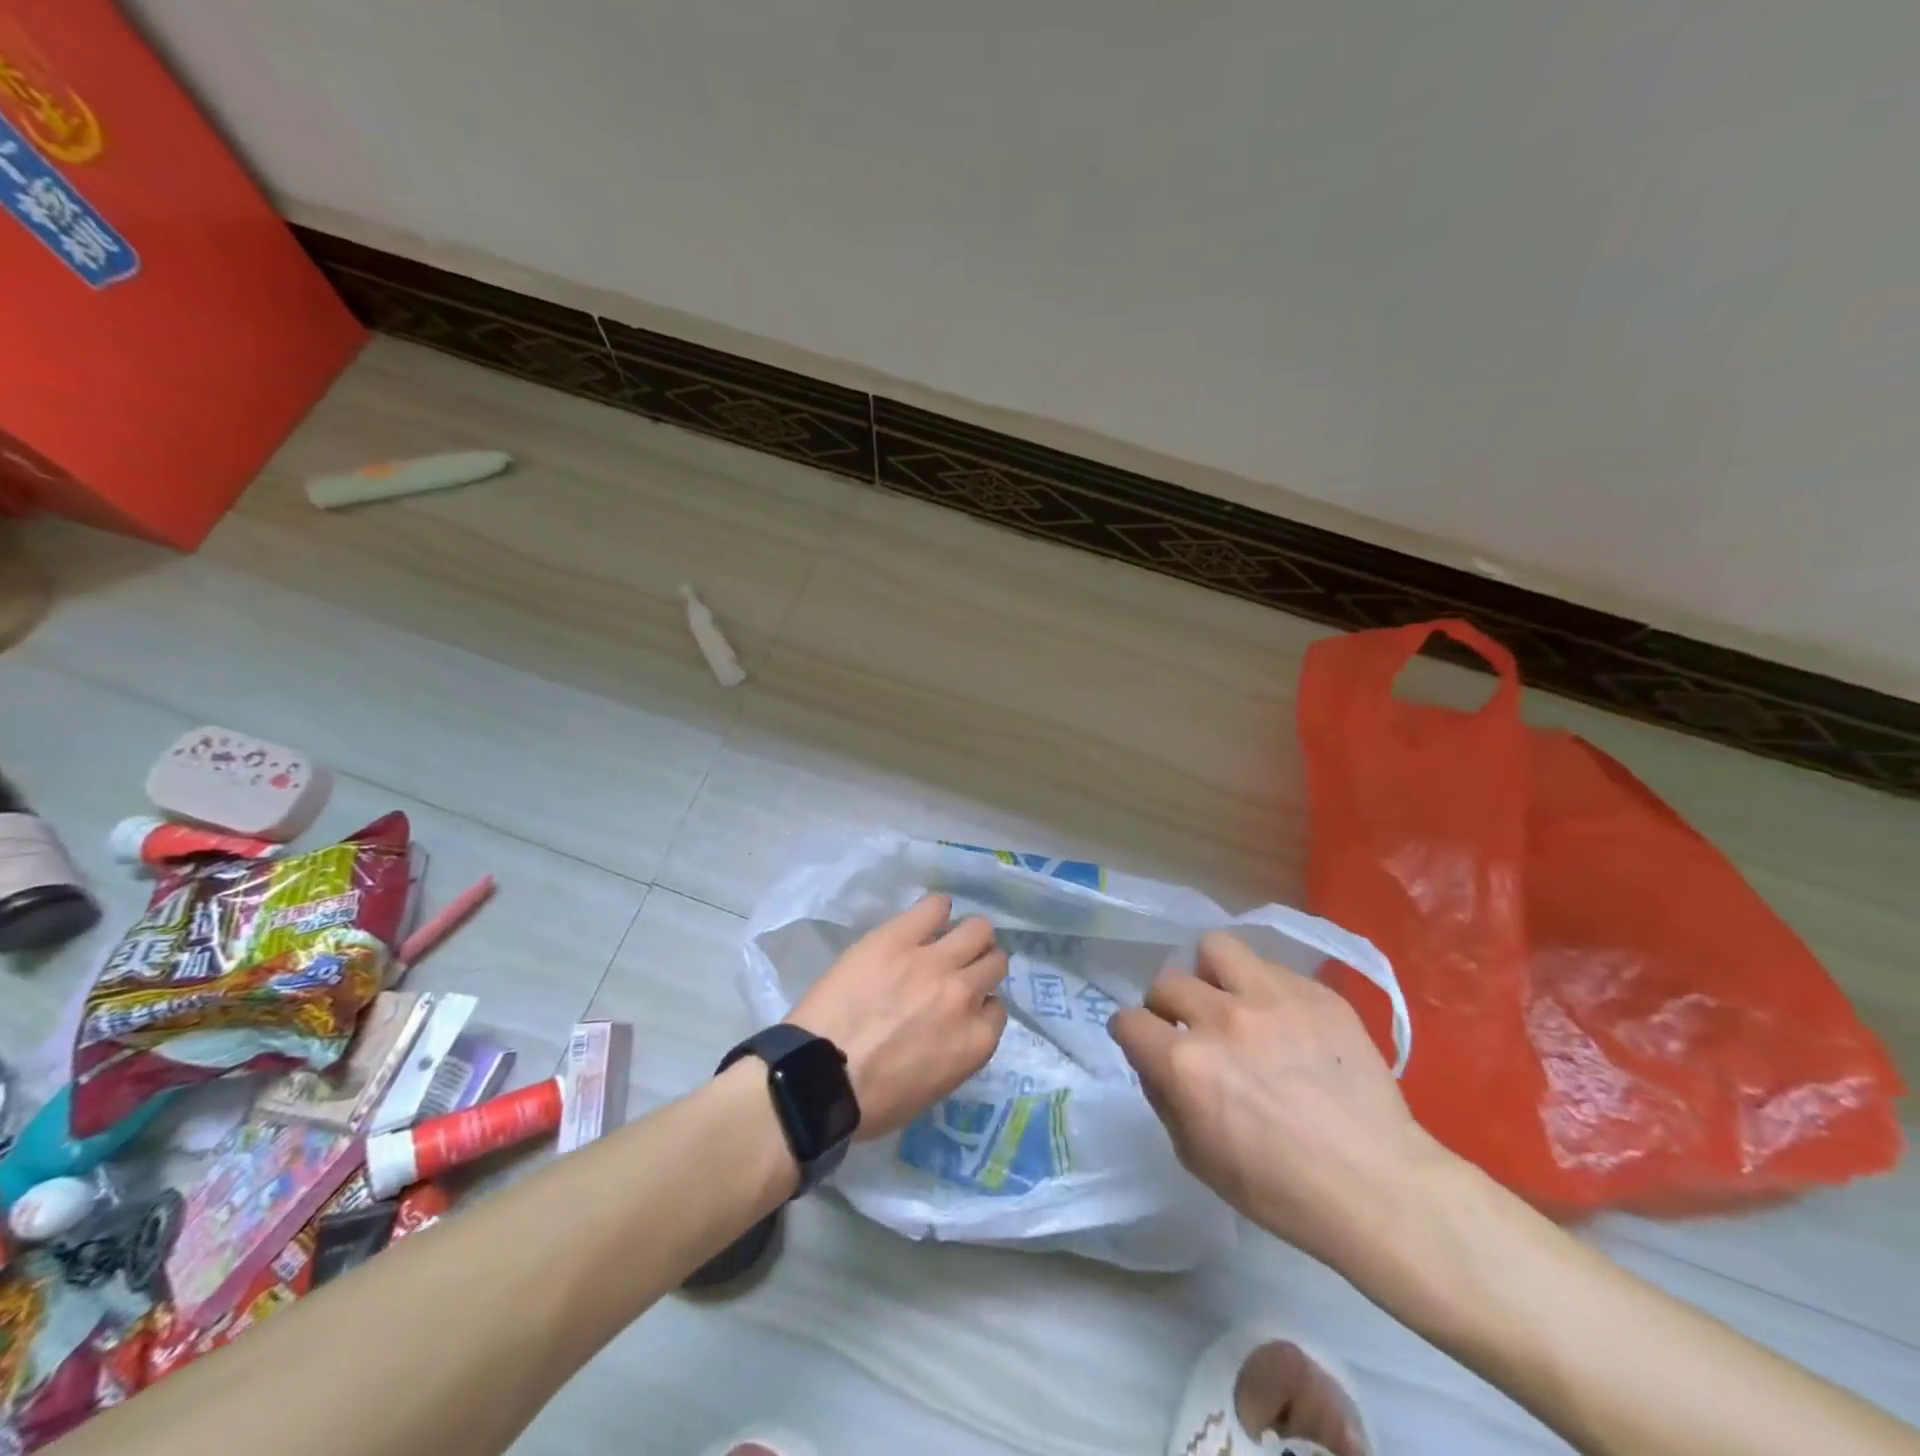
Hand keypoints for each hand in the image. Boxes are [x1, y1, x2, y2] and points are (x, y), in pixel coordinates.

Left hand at [789, 894, 1008, 1139]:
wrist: (818, 1077)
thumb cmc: (872, 1100)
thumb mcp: (933, 1088)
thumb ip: (955, 1049)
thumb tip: (952, 1025)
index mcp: (975, 1041)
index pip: (996, 1009)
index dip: (978, 1005)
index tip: (961, 1007)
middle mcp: (964, 995)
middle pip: (993, 962)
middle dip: (980, 965)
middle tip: (957, 969)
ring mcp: (934, 962)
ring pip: (977, 930)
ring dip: (967, 936)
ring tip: (946, 938)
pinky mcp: (899, 938)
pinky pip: (934, 906)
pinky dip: (936, 909)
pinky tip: (928, 917)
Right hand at [1110, 931, 1447, 1279]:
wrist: (1382, 1189)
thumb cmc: (1283, 1191)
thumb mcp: (1198, 1159)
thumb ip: (1164, 1099)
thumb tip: (1155, 1062)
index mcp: (1185, 1064)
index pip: (1128, 1020)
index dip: (1132, 1035)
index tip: (1147, 1045)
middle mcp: (1220, 1018)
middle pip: (1166, 981)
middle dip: (1168, 1007)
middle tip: (1192, 1030)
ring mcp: (1271, 998)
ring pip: (1214, 948)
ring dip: (1211, 975)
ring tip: (1230, 1000)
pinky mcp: (1314, 992)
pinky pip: (1270, 967)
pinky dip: (1263, 988)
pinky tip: (1283, 1021)